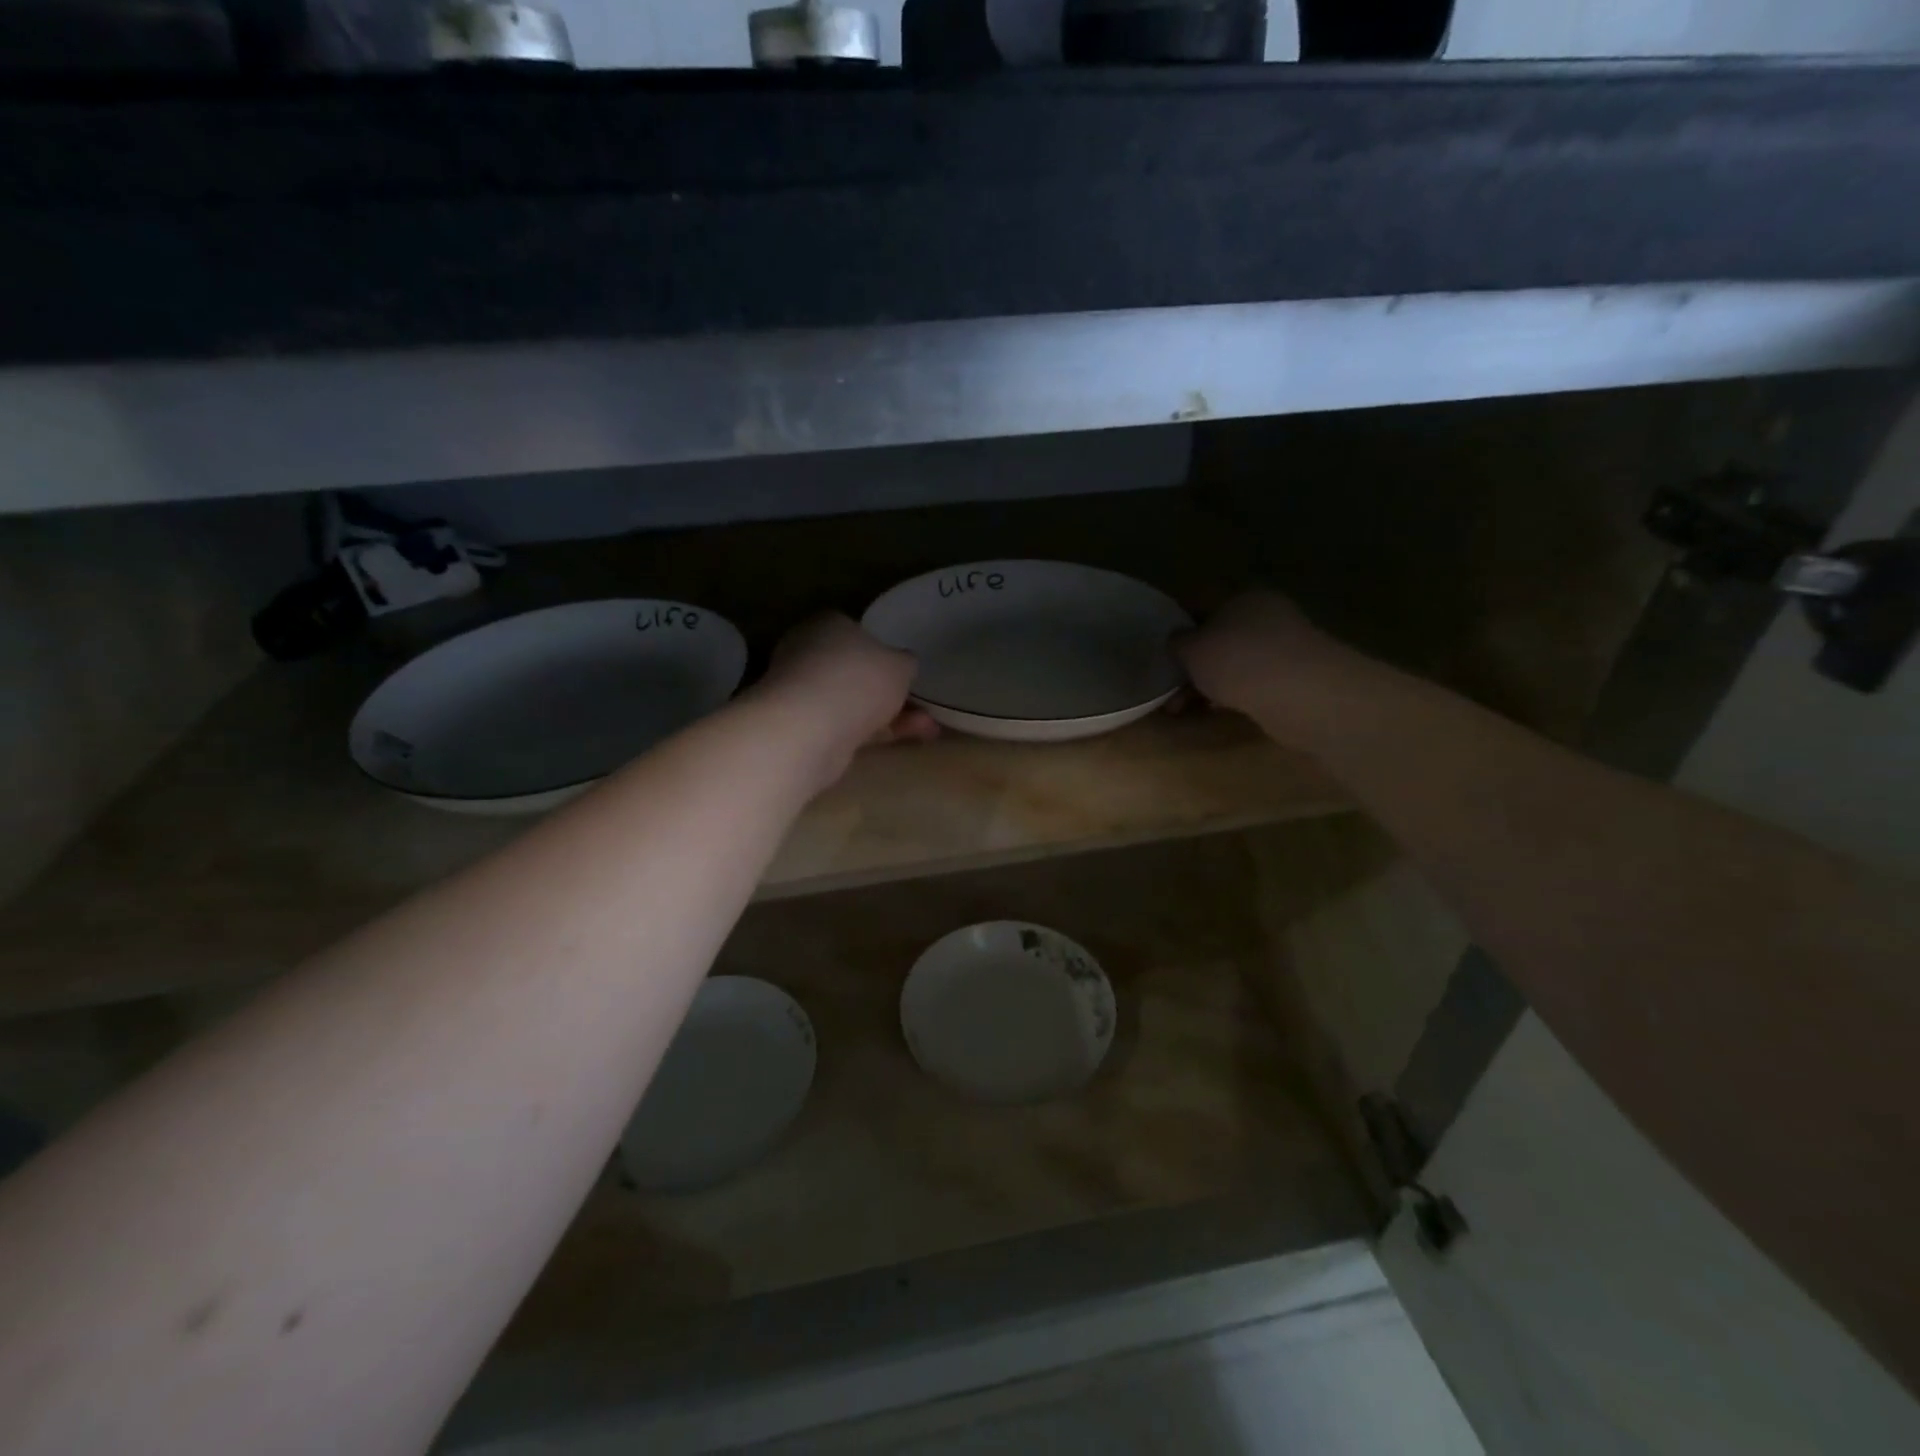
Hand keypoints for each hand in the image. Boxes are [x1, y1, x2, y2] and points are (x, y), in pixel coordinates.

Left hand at [760, 614, 937, 785]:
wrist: (809, 729)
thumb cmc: (858, 680)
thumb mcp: (900, 665)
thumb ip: (904, 662)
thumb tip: (903, 663)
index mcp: (828, 624)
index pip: (856, 632)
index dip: (882, 652)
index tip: (904, 673)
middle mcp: (808, 653)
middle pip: (855, 671)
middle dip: (889, 691)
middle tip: (920, 707)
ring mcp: (802, 692)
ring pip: (853, 702)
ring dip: (889, 716)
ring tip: (927, 730)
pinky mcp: (802, 727)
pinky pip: (846, 725)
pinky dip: (874, 732)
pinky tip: (904, 740)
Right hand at [1172, 591, 1370, 745]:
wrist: (1299, 693)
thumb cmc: (1236, 659)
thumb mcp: (1191, 649)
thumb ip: (1178, 642)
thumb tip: (1178, 639)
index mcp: (1242, 596)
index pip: (1204, 604)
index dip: (1181, 626)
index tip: (1164, 649)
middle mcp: (1267, 615)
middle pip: (1221, 637)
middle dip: (1194, 663)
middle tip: (1170, 686)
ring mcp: (1285, 646)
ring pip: (1236, 662)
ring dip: (1209, 683)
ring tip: (1183, 708)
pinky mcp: (1297, 677)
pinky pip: (1254, 683)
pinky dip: (1233, 695)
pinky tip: (1217, 711)